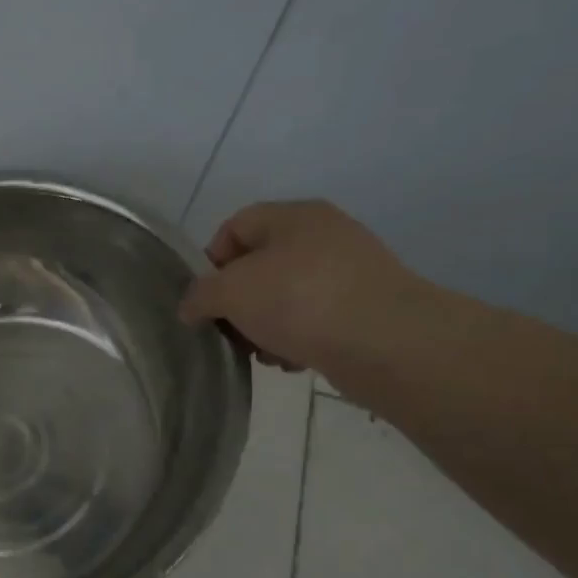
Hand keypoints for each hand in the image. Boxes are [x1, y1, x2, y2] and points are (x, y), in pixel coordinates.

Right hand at [178, 200, 428, 374]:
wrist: (386, 342)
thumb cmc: (298, 301)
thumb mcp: (229, 292)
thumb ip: (199, 296)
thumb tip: (191, 307)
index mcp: (293, 216)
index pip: (234, 226)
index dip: (211, 261)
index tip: (205, 298)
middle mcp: (324, 235)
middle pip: (259, 265)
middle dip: (237, 302)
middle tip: (229, 331)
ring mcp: (349, 271)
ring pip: (284, 296)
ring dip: (263, 326)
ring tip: (263, 353)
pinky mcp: (365, 307)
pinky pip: (314, 318)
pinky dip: (296, 338)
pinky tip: (292, 360)